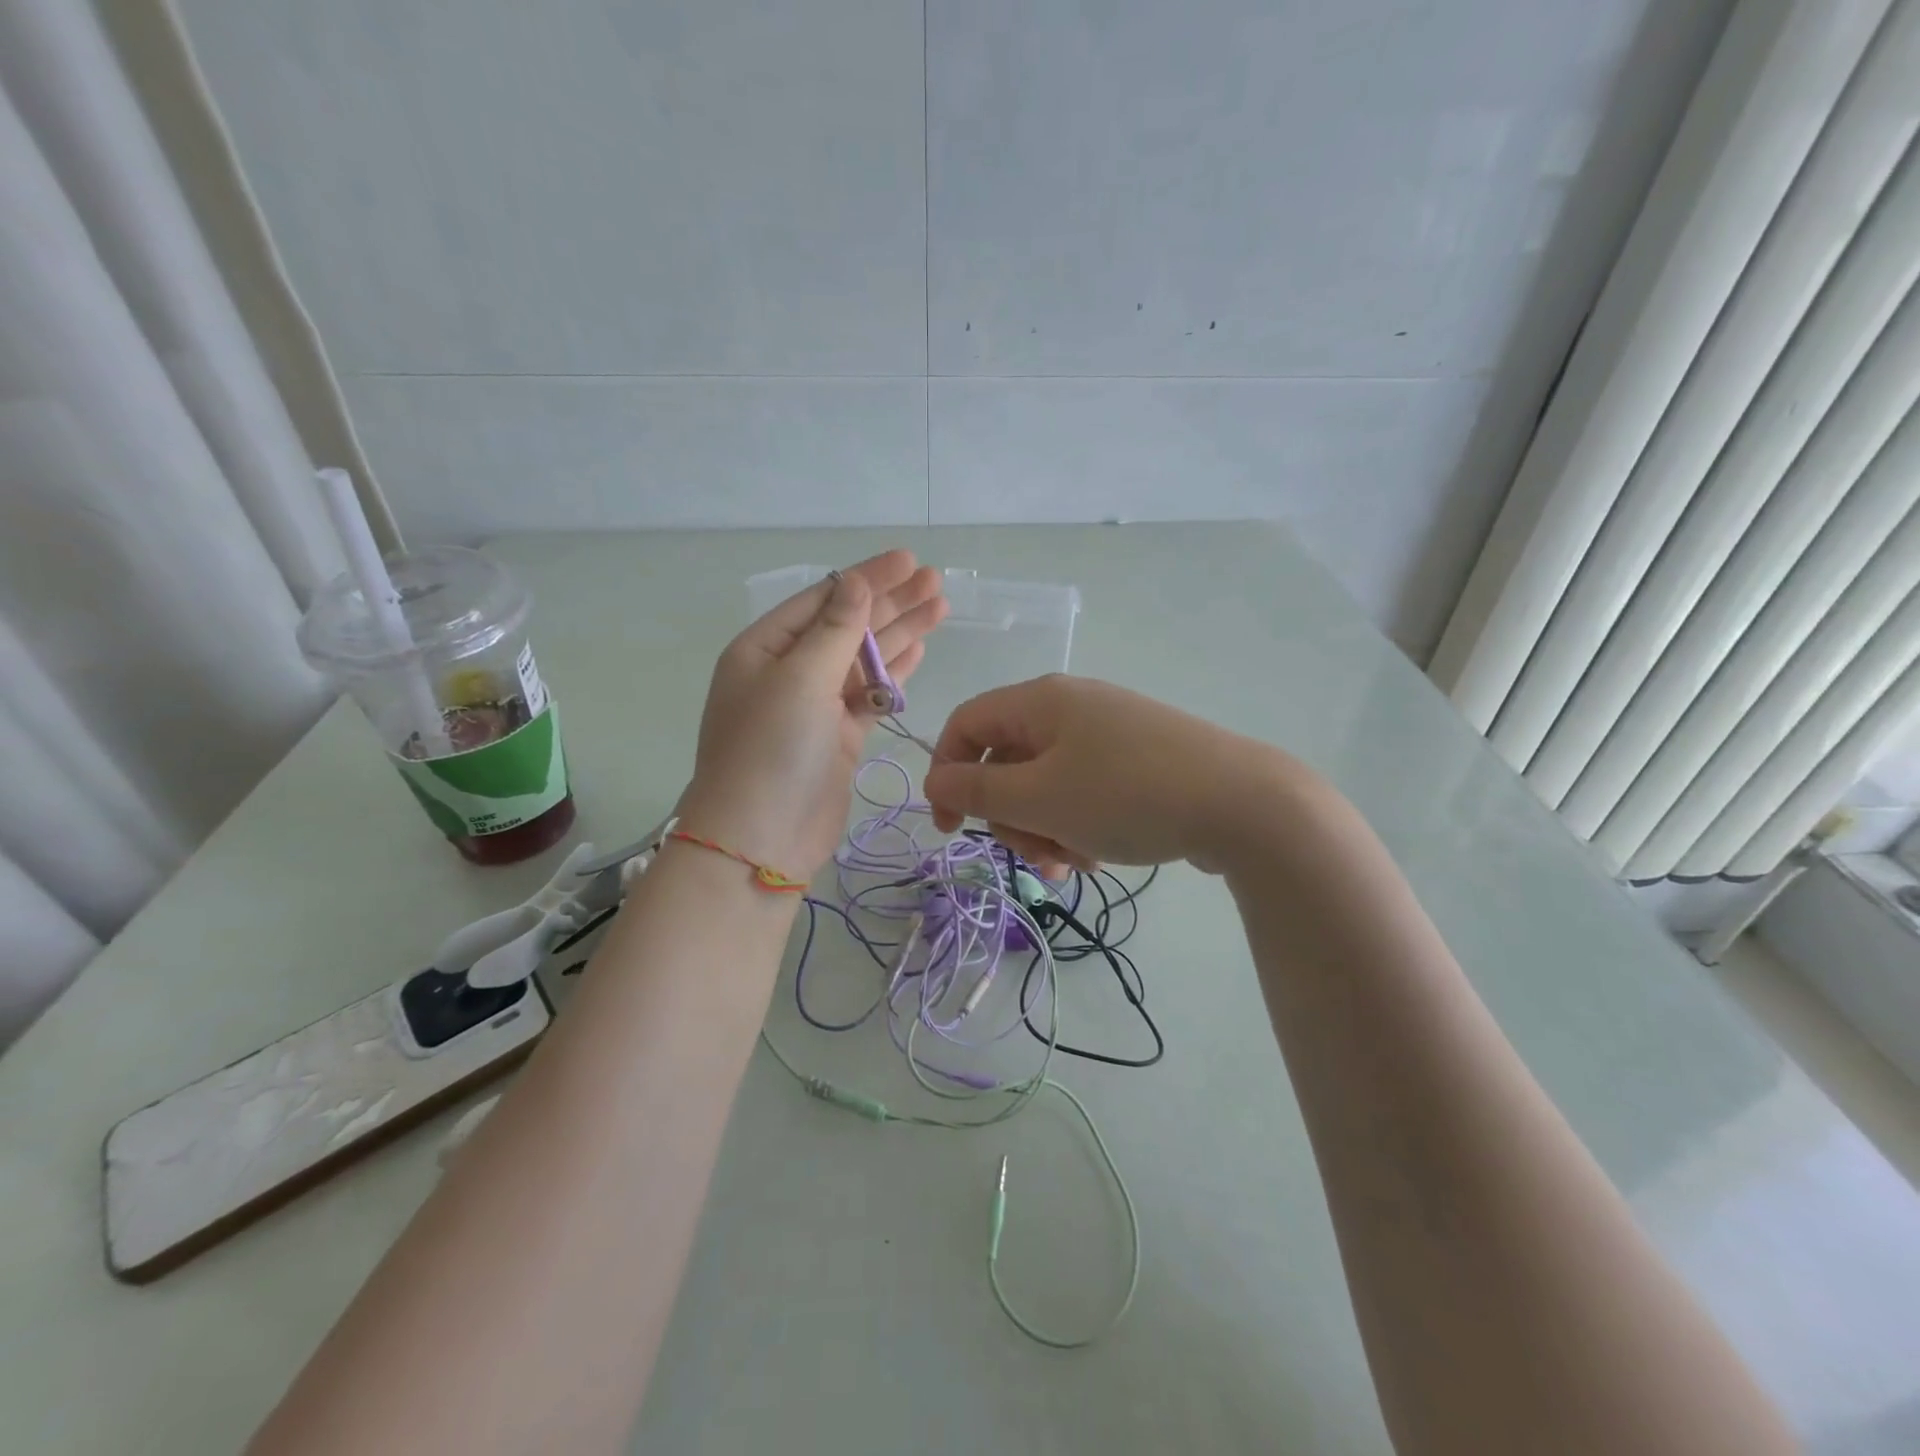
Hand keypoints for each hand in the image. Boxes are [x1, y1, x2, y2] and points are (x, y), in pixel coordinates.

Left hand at [679, 551, 947, 880]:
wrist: (761, 840)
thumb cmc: (771, 751)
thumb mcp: (800, 680)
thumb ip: (835, 630)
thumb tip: (857, 583)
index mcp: (765, 649)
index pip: (824, 600)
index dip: (868, 578)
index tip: (909, 560)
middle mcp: (789, 672)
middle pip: (848, 626)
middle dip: (892, 602)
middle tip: (936, 581)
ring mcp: (815, 706)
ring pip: (865, 660)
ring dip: (901, 634)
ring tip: (940, 607)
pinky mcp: (838, 737)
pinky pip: (871, 695)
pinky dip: (895, 675)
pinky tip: (920, 652)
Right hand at [923, 676, 1296, 873]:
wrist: (1243, 803)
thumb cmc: (1126, 795)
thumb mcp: (1040, 799)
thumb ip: (977, 791)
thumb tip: (934, 782)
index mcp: (1040, 701)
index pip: (966, 725)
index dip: (946, 775)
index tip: (950, 829)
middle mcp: (1071, 707)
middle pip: (1007, 761)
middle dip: (1010, 816)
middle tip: (1033, 855)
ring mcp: (1108, 732)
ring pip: (1045, 783)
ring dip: (1044, 828)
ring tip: (1073, 862)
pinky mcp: (1136, 759)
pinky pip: (1083, 789)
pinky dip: (1077, 823)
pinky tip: (1098, 855)